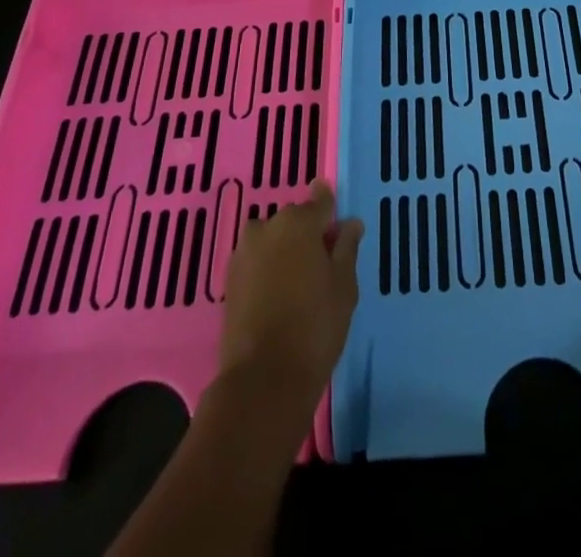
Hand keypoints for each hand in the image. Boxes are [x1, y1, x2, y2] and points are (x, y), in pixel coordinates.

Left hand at [218, 181, 362, 407]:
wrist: (263, 378)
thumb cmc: (315, 325)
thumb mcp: (344, 285)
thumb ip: (347, 247)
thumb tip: (350, 223)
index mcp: (299, 222)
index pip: (320, 202)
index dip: (330, 207)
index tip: (336, 217)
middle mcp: (268, 227)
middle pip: (294, 220)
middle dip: (307, 233)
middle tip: (323, 262)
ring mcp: (244, 253)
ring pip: (272, 240)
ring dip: (285, 250)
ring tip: (300, 281)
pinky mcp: (229, 280)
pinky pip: (256, 262)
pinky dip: (268, 269)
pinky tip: (279, 295)